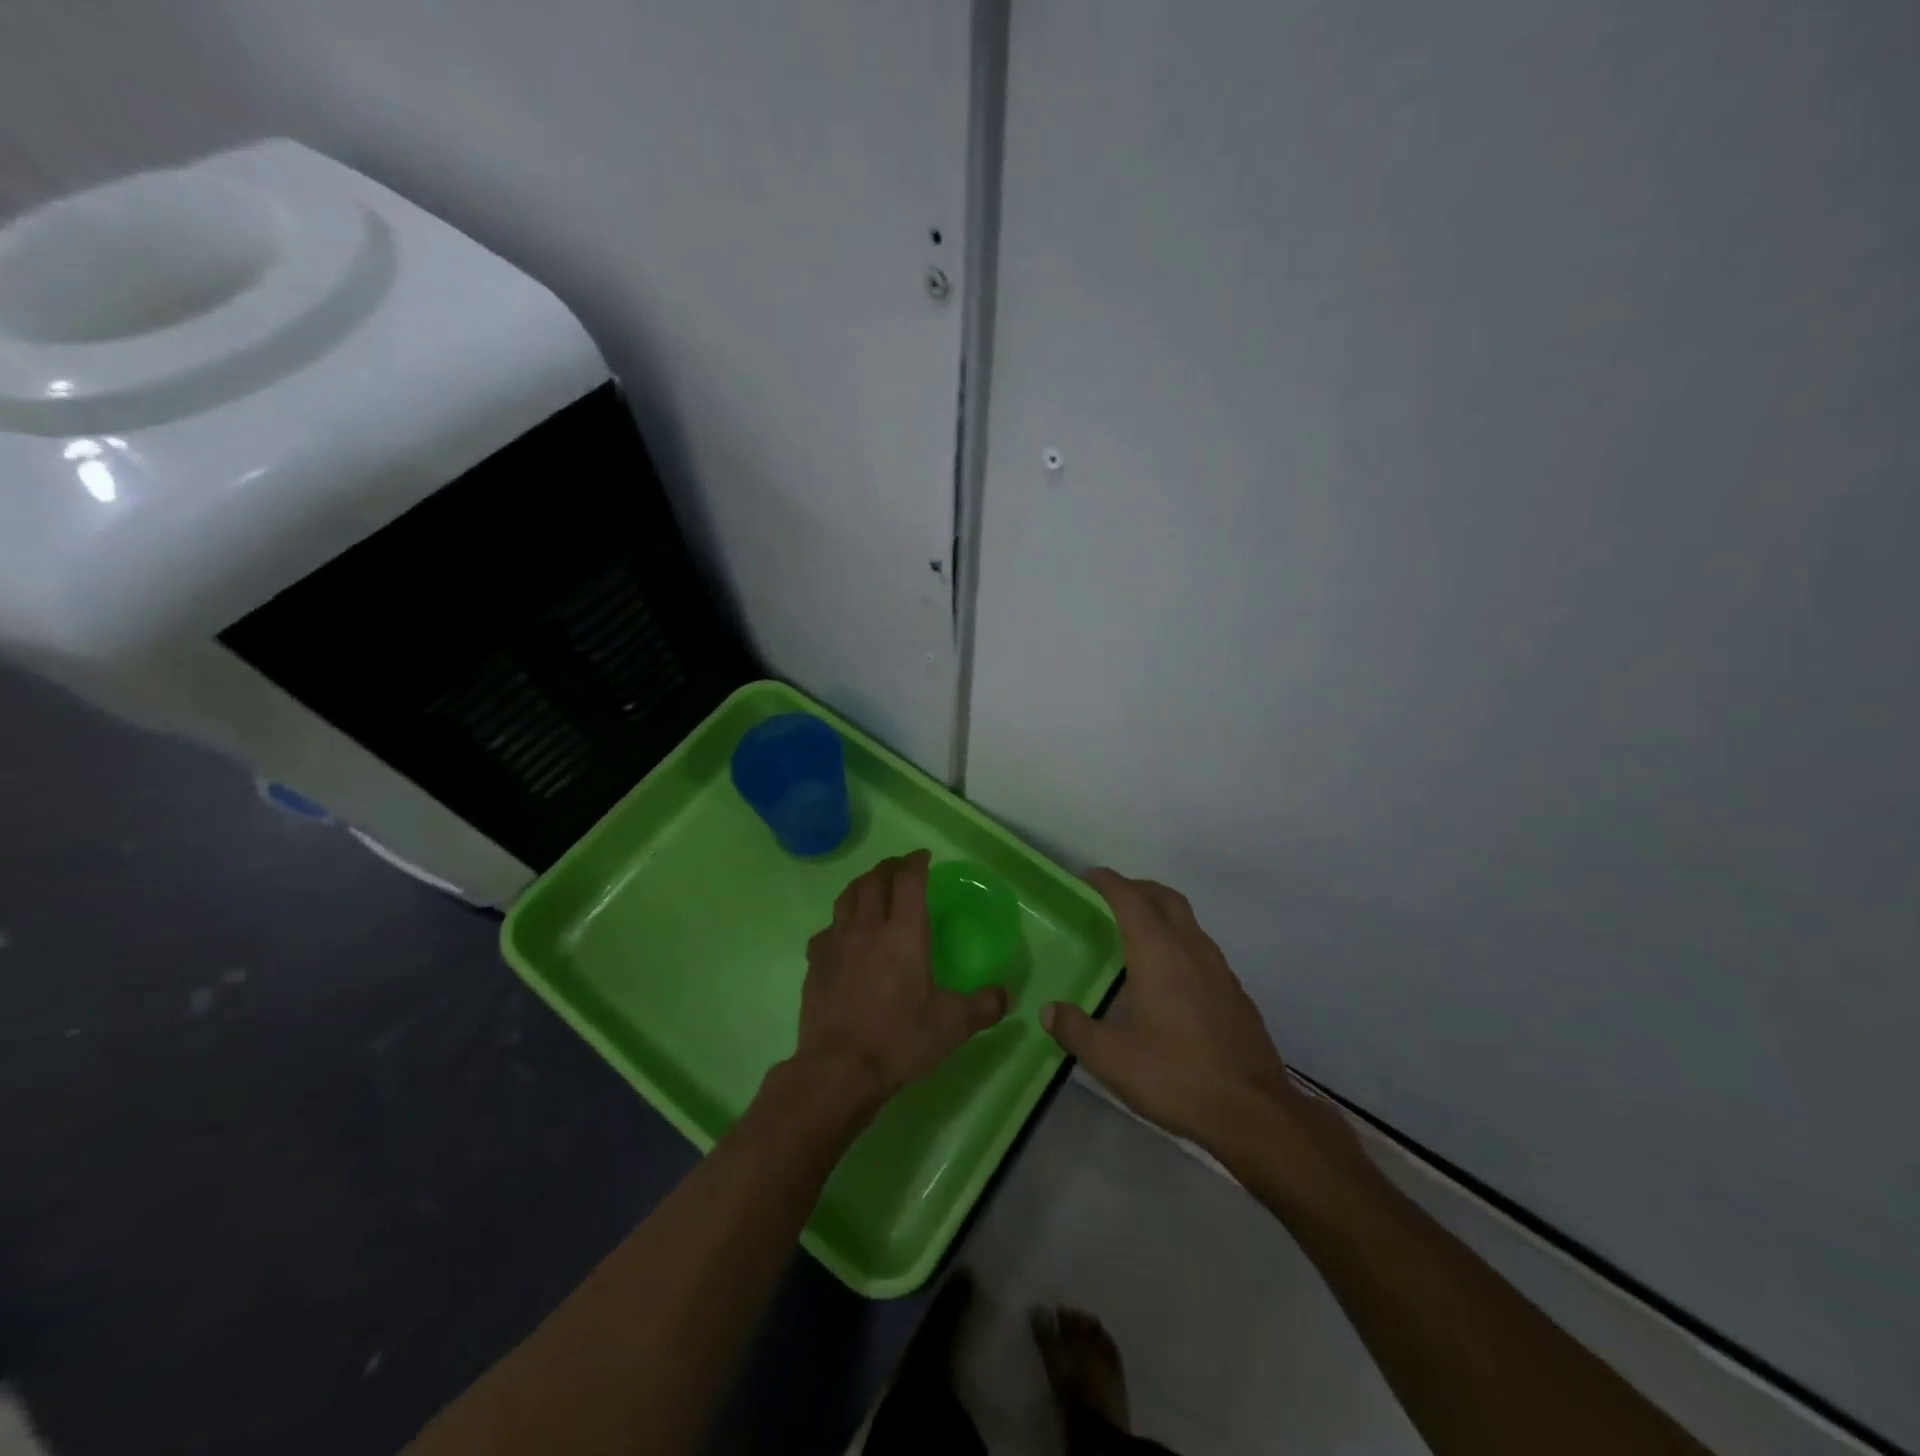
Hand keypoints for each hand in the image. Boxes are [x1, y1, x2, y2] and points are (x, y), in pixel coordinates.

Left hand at [792, 850, 1008, 1113]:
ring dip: (862, 885)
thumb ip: (984, 1006)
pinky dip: (839, 923)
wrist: (838, 1070)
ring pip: (847, 897)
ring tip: (872, 888)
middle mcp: (868, 927)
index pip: (908, 879)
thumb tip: (1006, 995)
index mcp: (903, 932)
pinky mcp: (815, 964)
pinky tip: (843, 936)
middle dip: (889, 867)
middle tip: (901, 869)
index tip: (924, 857)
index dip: (916, 862)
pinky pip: (827, 930)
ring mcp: (836, 943)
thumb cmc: (900, 1039)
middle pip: (874, 880)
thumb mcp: (953, 1025)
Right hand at [1042, 870, 1340, 1158]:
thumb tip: (1049, 1010)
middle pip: (1165, 898)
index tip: (1088, 877)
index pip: (1130, 899)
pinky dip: (1181, 942)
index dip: (1108, 882)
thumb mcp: (1112, 1059)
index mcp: (1158, 953)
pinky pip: (1203, 949)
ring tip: (1138, 933)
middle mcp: (1191, 949)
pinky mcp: (1235, 993)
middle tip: (1113, 896)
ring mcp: (1219, 970)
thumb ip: (1076, 1030)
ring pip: (1189, 921)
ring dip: (1162, 913)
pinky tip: (1171, 976)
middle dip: (1138, 888)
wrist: (1253, 1112)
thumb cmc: (1176, 1076)